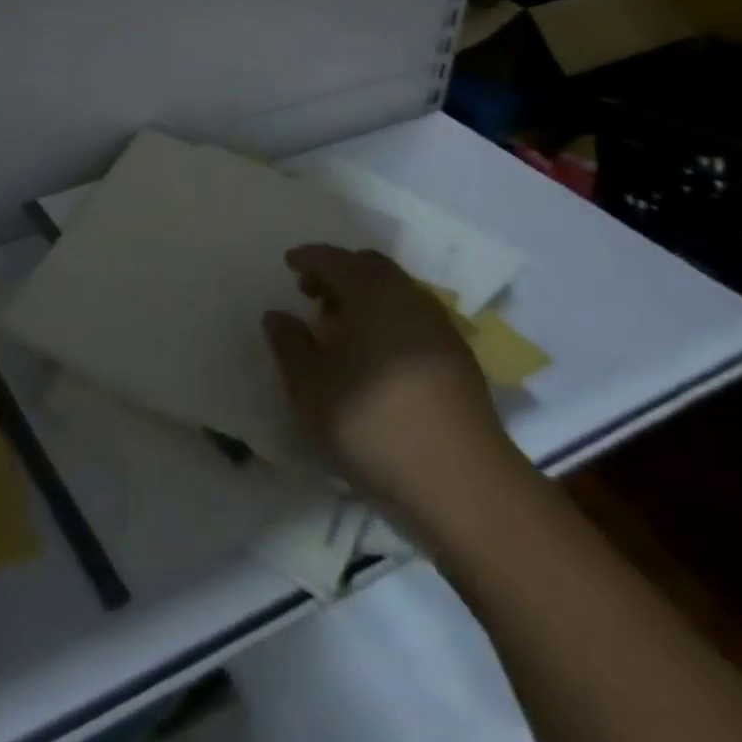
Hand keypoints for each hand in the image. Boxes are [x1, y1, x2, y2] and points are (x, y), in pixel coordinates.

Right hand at [262, 245, 520, 531]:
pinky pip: (413, 314)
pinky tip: (376, 351)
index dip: (308, 258)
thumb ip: (289, 345)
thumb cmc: (374, 425)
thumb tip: (277, 315)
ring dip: (365, 294)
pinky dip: (388, 315)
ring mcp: (439, 325)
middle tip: (312, 292)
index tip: (289, 264)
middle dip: (338, 271)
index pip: (334, 259)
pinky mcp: (458, 355)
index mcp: (371, 294)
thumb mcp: (311, 390)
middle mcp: (408, 297)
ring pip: (395, 289)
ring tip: (342, 325)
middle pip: (369, 266)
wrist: (463, 483)